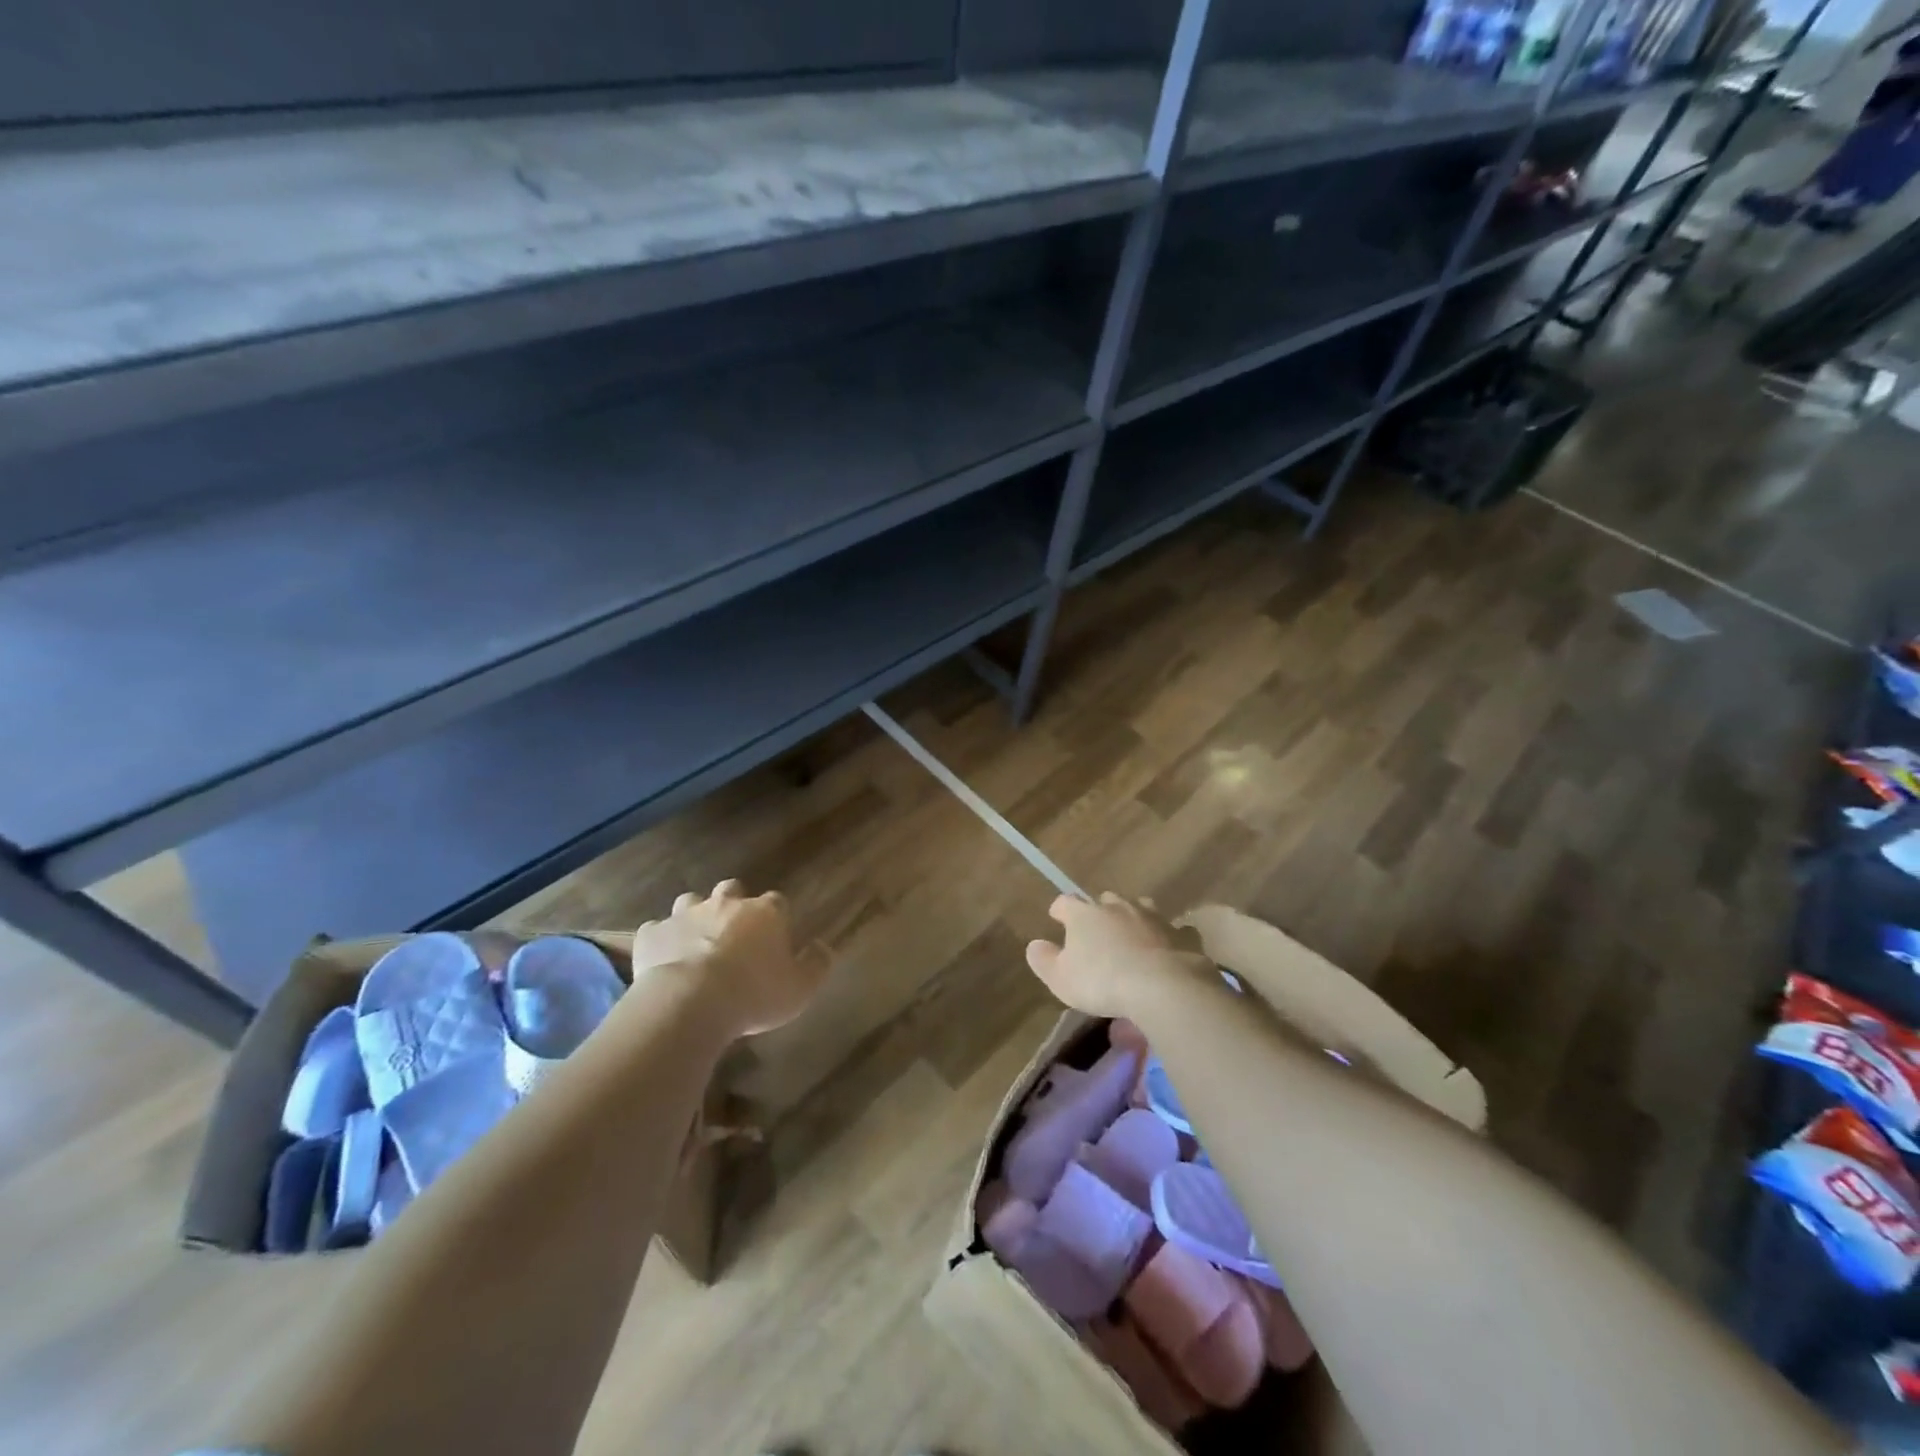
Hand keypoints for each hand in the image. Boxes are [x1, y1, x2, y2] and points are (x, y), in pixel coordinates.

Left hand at [632, 880, 828, 1036]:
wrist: (689, 1003)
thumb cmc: (753, 995)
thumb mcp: (800, 989)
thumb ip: (816, 965)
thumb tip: (823, 947)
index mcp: (764, 913)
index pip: (777, 902)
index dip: (776, 917)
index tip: (775, 936)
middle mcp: (726, 904)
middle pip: (732, 890)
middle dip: (733, 904)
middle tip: (733, 933)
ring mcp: (685, 916)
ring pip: (690, 901)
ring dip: (694, 916)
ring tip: (695, 941)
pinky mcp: (652, 934)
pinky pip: (656, 931)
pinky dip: (660, 940)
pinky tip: (662, 959)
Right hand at [1024, 893, 1211, 1018]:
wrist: (1162, 986)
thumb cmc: (1102, 981)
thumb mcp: (1060, 979)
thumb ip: (1044, 960)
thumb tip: (1034, 945)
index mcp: (1085, 914)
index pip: (1066, 901)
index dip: (1060, 909)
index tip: (1057, 917)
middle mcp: (1118, 907)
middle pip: (1105, 899)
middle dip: (1100, 910)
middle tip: (1098, 930)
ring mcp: (1152, 917)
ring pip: (1140, 907)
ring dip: (1134, 918)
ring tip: (1132, 935)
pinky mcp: (1181, 934)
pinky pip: (1174, 930)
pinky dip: (1168, 938)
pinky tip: (1168, 950)